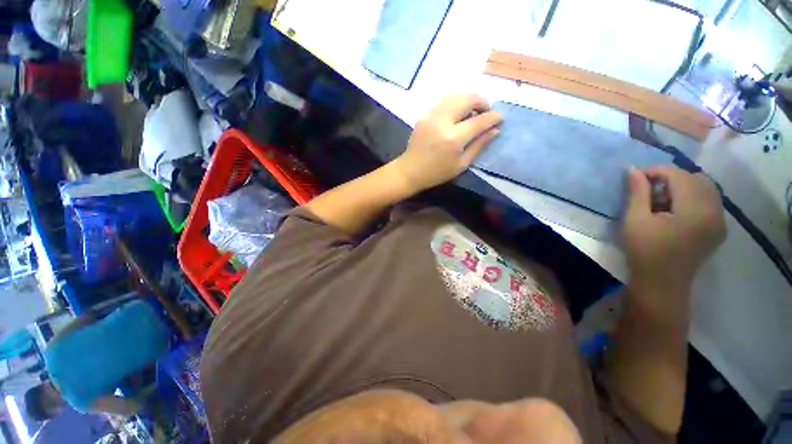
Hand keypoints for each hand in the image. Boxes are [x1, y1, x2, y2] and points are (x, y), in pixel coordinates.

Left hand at [391, 94, 502, 191]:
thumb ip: (479, 145)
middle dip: (482, 102)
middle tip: (487, 112)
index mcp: (453, 138)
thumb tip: (495, 129)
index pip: (479, 120)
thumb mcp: (461, 164)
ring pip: (456, 95)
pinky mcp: (424, 114)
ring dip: (469, 99)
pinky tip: (458, 112)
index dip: (493, 117)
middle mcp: (443, 121)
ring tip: (473, 111)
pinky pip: (444, 100)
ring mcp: (431, 115)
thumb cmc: (437, 173)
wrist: (410, 170)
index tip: (500, 117)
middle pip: (468, 99)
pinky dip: (456, 102)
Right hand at [623, 166, 725, 298]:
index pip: (679, 175)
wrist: (661, 282)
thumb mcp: (635, 220)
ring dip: (683, 186)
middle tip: (649, 190)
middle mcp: (715, 211)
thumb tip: (633, 169)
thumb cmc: (644, 251)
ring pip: (706, 188)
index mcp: (695, 210)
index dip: (656, 171)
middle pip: (696, 178)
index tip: (636, 178)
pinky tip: (676, 210)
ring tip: (662, 200)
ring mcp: (720, 221)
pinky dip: (693, 197)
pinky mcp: (719, 228)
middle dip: (671, 178)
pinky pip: (710, 201)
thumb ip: (637, 193)